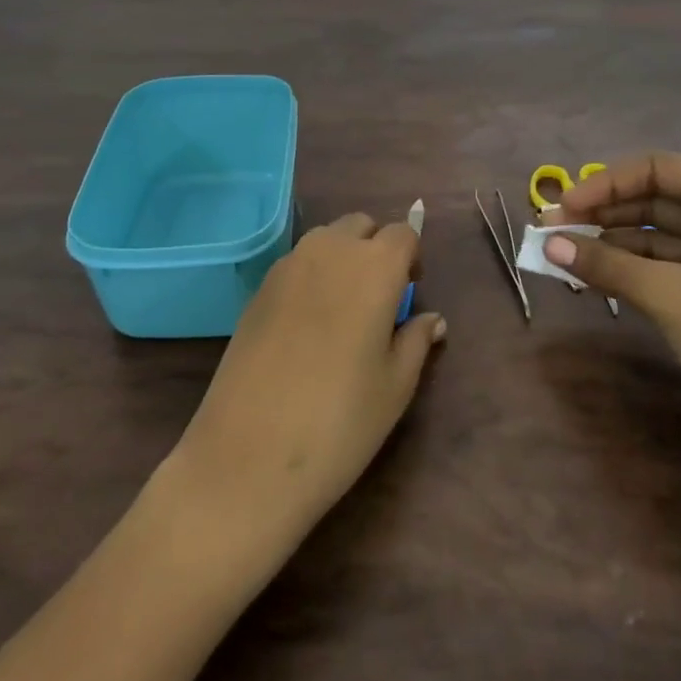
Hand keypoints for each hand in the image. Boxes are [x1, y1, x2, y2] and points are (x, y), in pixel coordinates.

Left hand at [171, 213, 445, 548]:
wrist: (249, 454)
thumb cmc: (340, 422)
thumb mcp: (395, 386)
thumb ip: (416, 341)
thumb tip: (432, 319)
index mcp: (373, 268)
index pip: (403, 234)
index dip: (412, 257)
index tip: (410, 291)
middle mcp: (329, 252)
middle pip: (360, 226)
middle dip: (376, 248)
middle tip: (380, 298)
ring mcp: (286, 267)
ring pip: (324, 240)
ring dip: (341, 257)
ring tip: (343, 310)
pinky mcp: (257, 289)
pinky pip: (295, 263)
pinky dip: (311, 276)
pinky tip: (307, 325)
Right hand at [547, 153, 680, 477]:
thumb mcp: (667, 293)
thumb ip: (605, 262)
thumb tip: (547, 244)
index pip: (658, 169)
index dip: (606, 184)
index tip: (564, 207)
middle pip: (658, 199)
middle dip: (604, 212)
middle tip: (553, 229)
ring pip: (660, 235)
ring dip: (613, 242)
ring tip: (564, 252)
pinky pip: (669, 266)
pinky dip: (632, 268)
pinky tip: (595, 276)